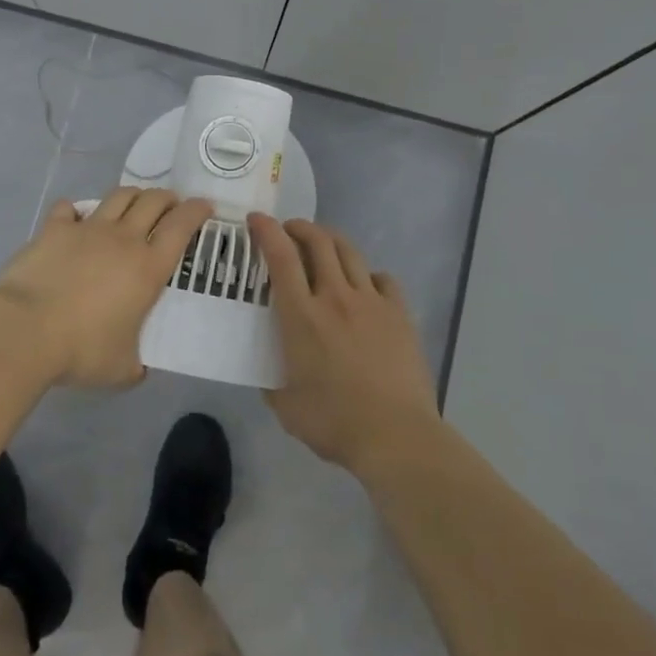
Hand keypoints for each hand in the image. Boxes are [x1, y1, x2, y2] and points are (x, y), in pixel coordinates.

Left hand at [0, 188, 212, 388]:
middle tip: (170, 208)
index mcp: (149, 267)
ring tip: (134, 205)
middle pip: (153, 201)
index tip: (204, 207)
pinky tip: (74, 219)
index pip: (182, 225)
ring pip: (118, 196)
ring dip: (132, 196)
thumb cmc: (81, 350)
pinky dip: (75, 211)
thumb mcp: (122, 369)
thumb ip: (136, 364)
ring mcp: (87, 229)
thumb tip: (139, 368)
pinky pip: (68, 208)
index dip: (196, 211)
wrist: (25, 331)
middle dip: (167, 198)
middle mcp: (124, 239)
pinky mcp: (54, 229)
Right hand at [250, 215, 441, 474]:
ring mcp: (371, 302)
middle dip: (299, 227)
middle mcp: (335, 297)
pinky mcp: (399, 314)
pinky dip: (368, 274)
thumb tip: (269, 373)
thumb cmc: (333, 422)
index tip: (256, 220)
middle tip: (288, 230)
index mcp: (301, 315)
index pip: (280, 256)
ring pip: (350, 252)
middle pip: (318, 242)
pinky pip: (383, 279)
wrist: (394, 435)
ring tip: (322, 245)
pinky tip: (365, 285)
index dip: (266, 231)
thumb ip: (272, 382)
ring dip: (331, 240)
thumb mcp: (285, 406)